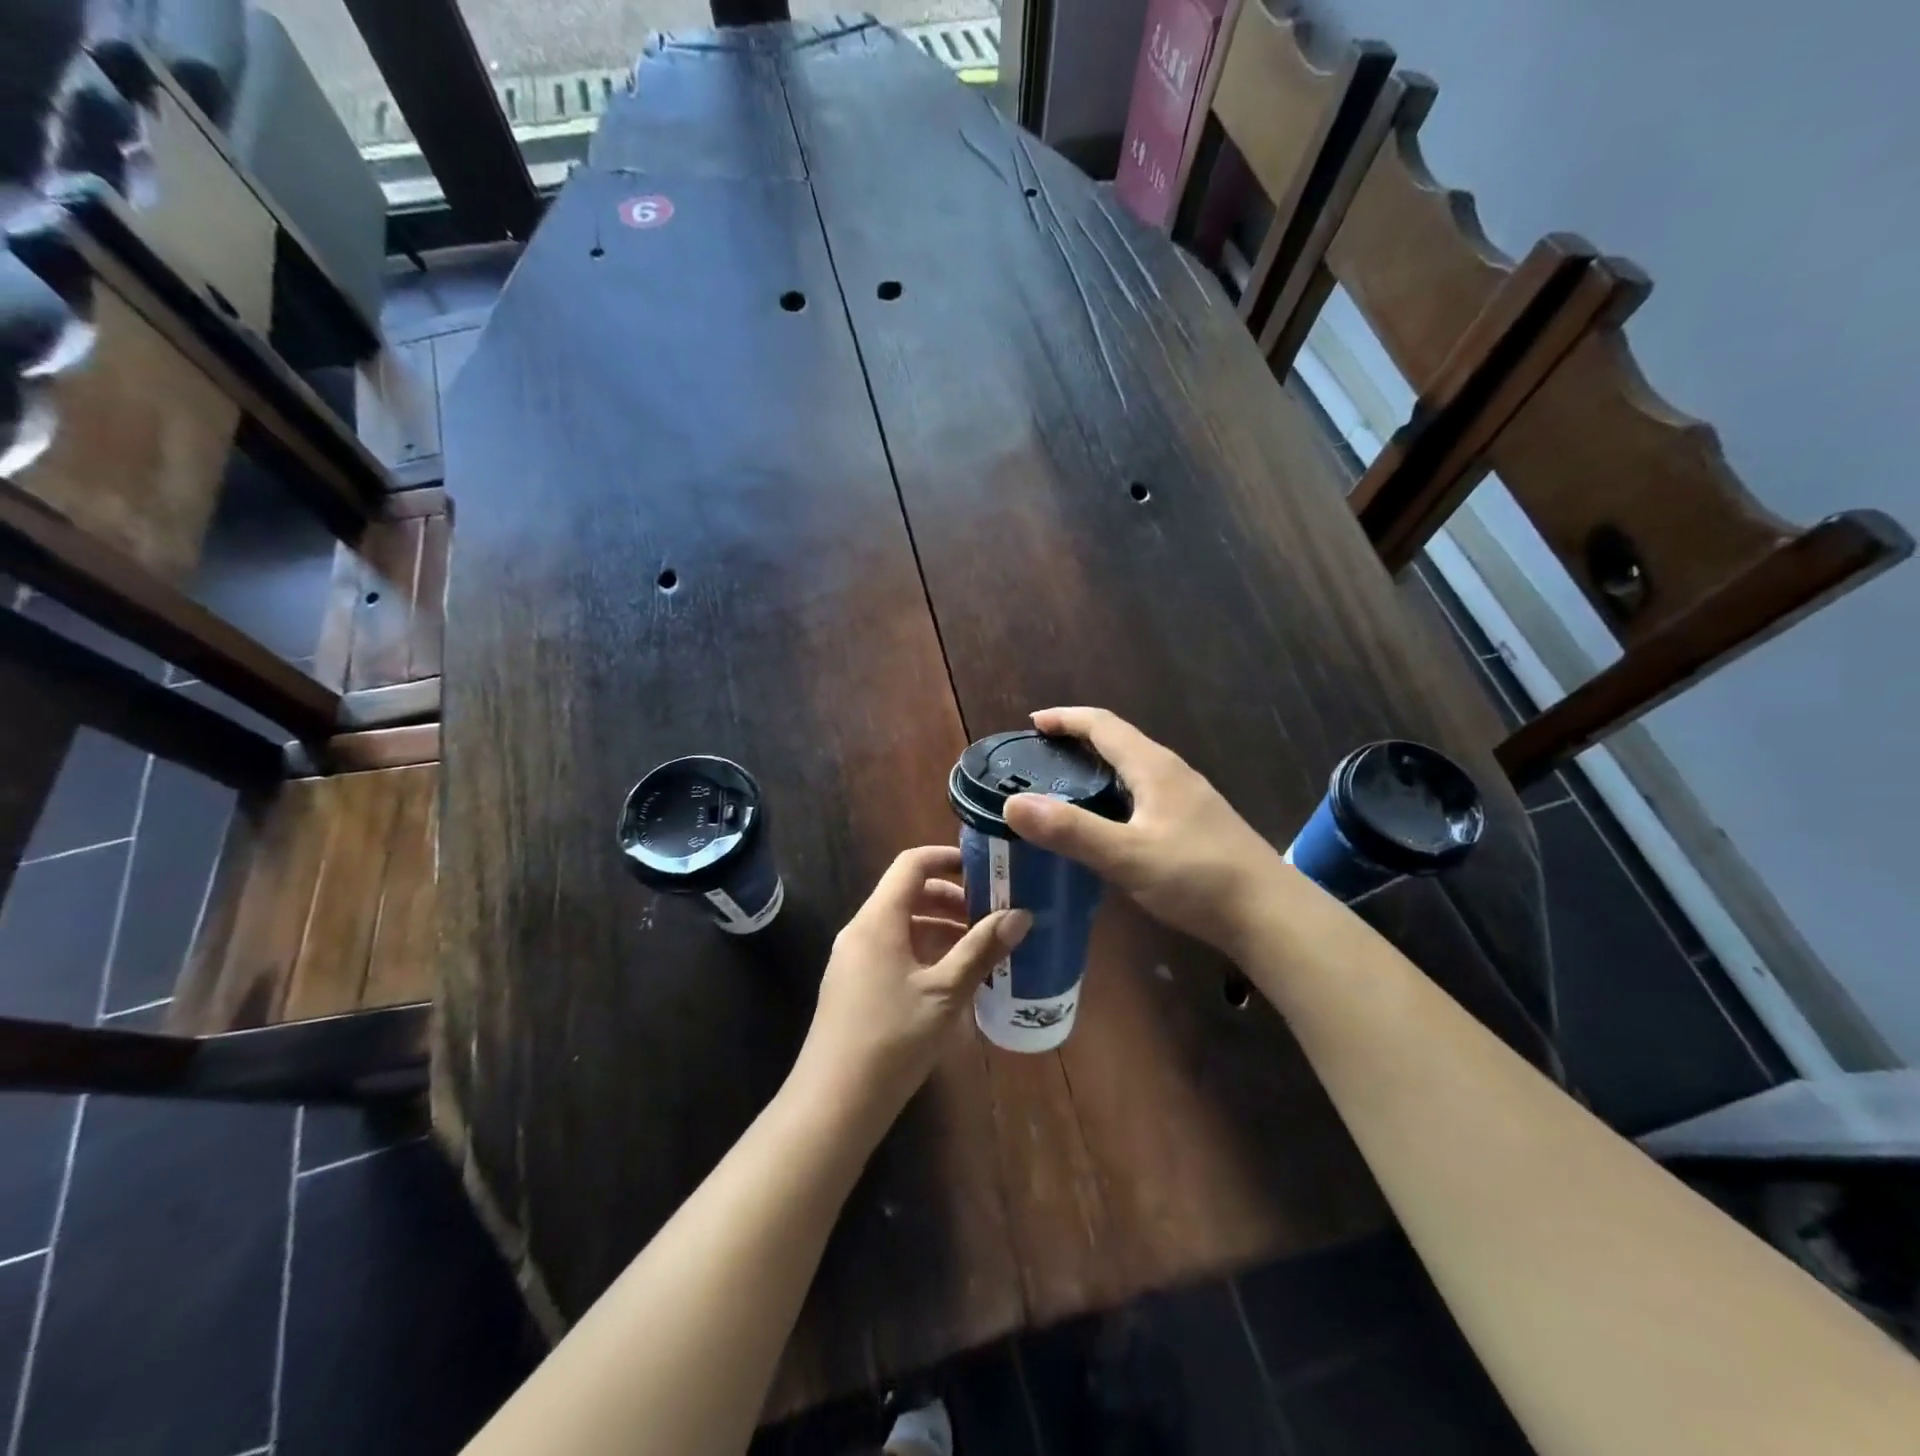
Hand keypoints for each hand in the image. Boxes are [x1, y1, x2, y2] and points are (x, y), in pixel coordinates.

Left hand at [795, 846, 1030, 1119]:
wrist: (834, 1102)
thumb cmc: (892, 1037)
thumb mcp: (946, 992)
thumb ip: (981, 950)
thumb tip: (1021, 915)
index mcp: (878, 919)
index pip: (912, 864)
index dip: (948, 858)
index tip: (986, 869)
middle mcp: (861, 930)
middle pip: (908, 894)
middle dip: (953, 899)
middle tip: (994, 914)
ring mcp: (854, 958)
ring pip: (903, 925)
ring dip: (941, 928)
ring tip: (982, 947)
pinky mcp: (855, 985)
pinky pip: (894, 950)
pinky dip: (925, 951)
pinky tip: (954, 978)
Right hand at [1003, 707, 1292, 955]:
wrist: (1270, 914)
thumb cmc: (1198, 877)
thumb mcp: (1127, 855)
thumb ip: (1070, 831)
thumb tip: (1012, 803)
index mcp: (1153, 767)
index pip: (1103, 725)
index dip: (1066, 719)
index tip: (1033, 722)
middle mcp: (1172, 773)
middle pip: (1119, 741)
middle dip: (1078, 741)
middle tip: (1041, 758)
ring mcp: (1188, 798)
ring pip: (1134, 769)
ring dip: (1098, 768)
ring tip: (1065, 789)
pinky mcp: (1196, 824)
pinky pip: (1144, 794)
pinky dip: (1115, 794)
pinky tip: (1108, 825)